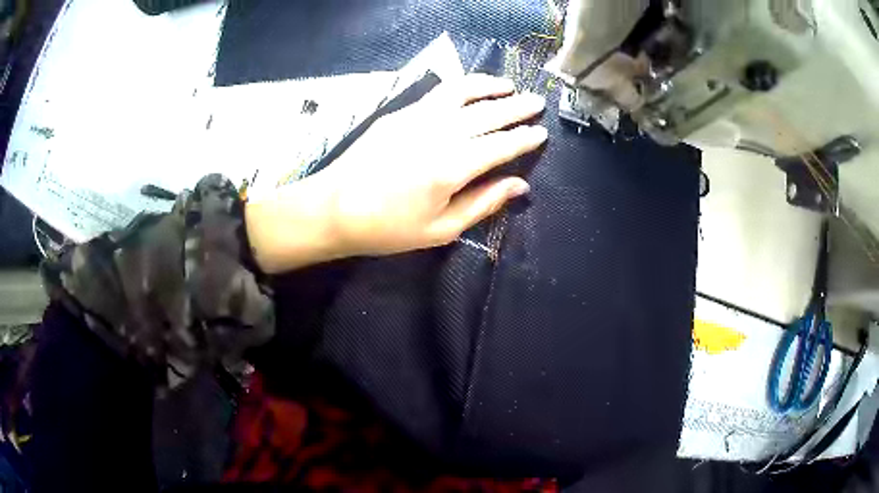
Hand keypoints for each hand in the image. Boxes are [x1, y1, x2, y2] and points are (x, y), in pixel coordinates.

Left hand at [246, 74, 546, 272]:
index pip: (500, 145)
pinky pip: (439, 93)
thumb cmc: (388, 227)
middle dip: (516, 107)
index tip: (541, 133)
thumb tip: (519, 185)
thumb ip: (483, 203)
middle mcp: (439, 134)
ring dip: (489, 86)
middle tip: (537, 102)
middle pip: (487, 113)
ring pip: (463, 92)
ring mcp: (418, 117)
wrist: (334, 208)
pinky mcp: (401, 113)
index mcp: (452, 167)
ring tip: (509, 85)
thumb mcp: (440, 229)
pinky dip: (462, 86)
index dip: (524, 138)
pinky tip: (471, 88)